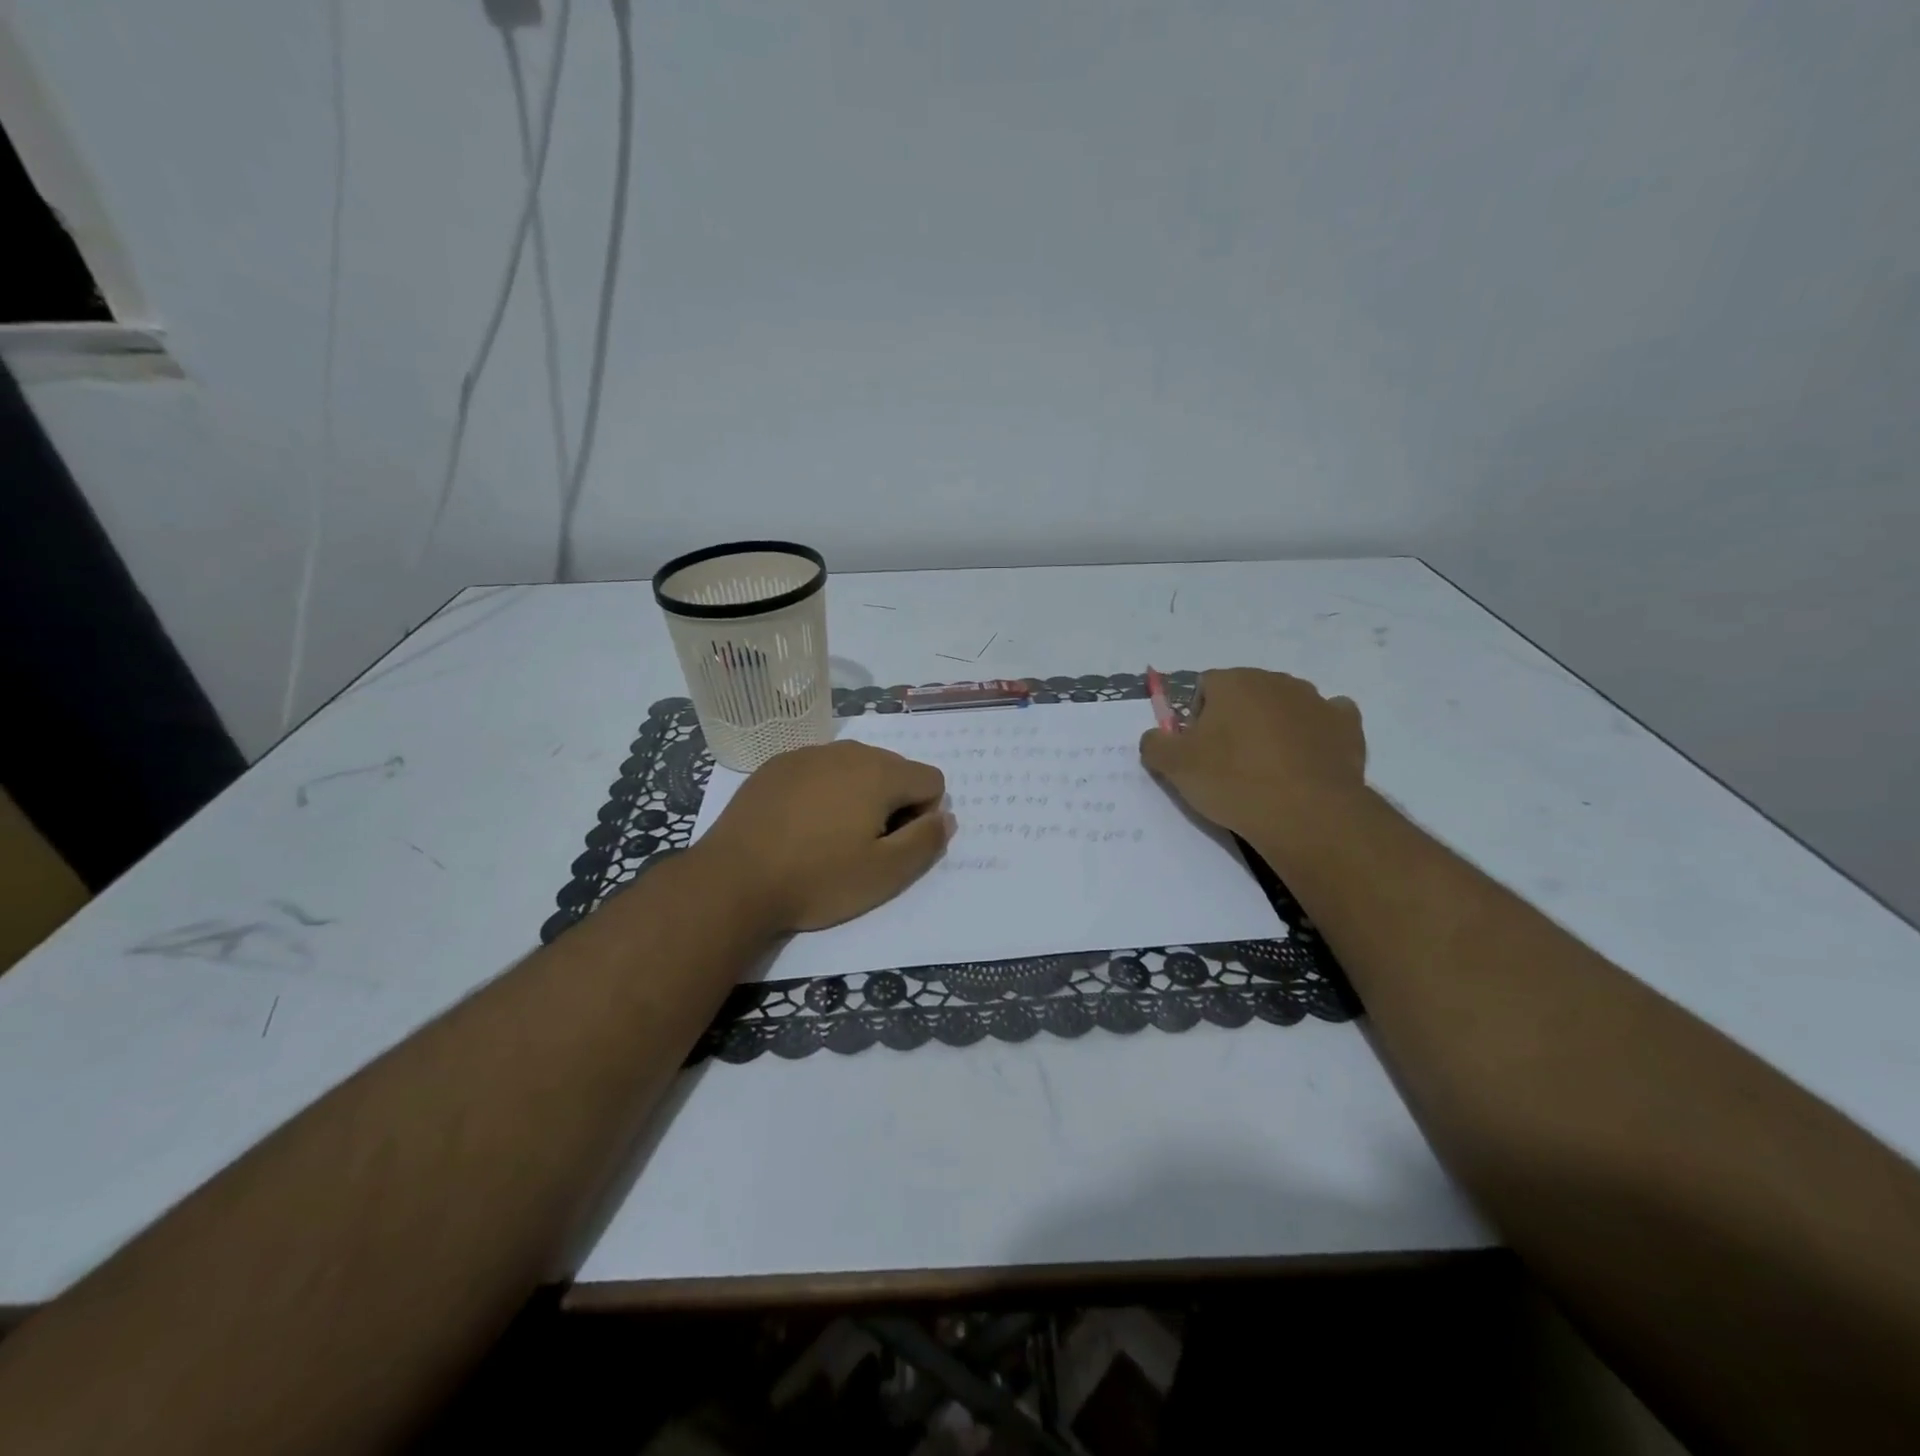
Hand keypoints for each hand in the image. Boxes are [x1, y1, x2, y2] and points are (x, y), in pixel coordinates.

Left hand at [697, 740, 953, 932]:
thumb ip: (926, 841)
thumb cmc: (817, 879)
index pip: (931, 780)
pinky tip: (799, 826)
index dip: (922, 816)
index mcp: (880, 772)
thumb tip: (946, 817)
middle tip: (861, 846)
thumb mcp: (885, 874)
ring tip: (829, 837)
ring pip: (855, 768)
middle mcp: (848, 751)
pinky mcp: (776, 766)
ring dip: (857, 796)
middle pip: (894, 770)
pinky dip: (822, 792)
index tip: (891, 846)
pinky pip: (819, 771)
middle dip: (892, 803)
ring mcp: (807, 754)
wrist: (733, 881)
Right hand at [1139, 668, 1365, 837]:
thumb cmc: (1233, 781)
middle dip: (1235, 720)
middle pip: (1245, 694)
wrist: (1306, 813)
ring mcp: (1316, 700)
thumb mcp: (1175, 767)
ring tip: (1268, 769)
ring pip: (1284, 707)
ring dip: (1273, 727)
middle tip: (1229, 762)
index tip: (1198, 751)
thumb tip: (1155, 737)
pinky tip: (1306, 761)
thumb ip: (1155, 744)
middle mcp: (1275, 681)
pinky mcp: (1346, 725)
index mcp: (1233, 681)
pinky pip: (1325, 721)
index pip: (1204, 687)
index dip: (1196, 719)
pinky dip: (1315, 735)